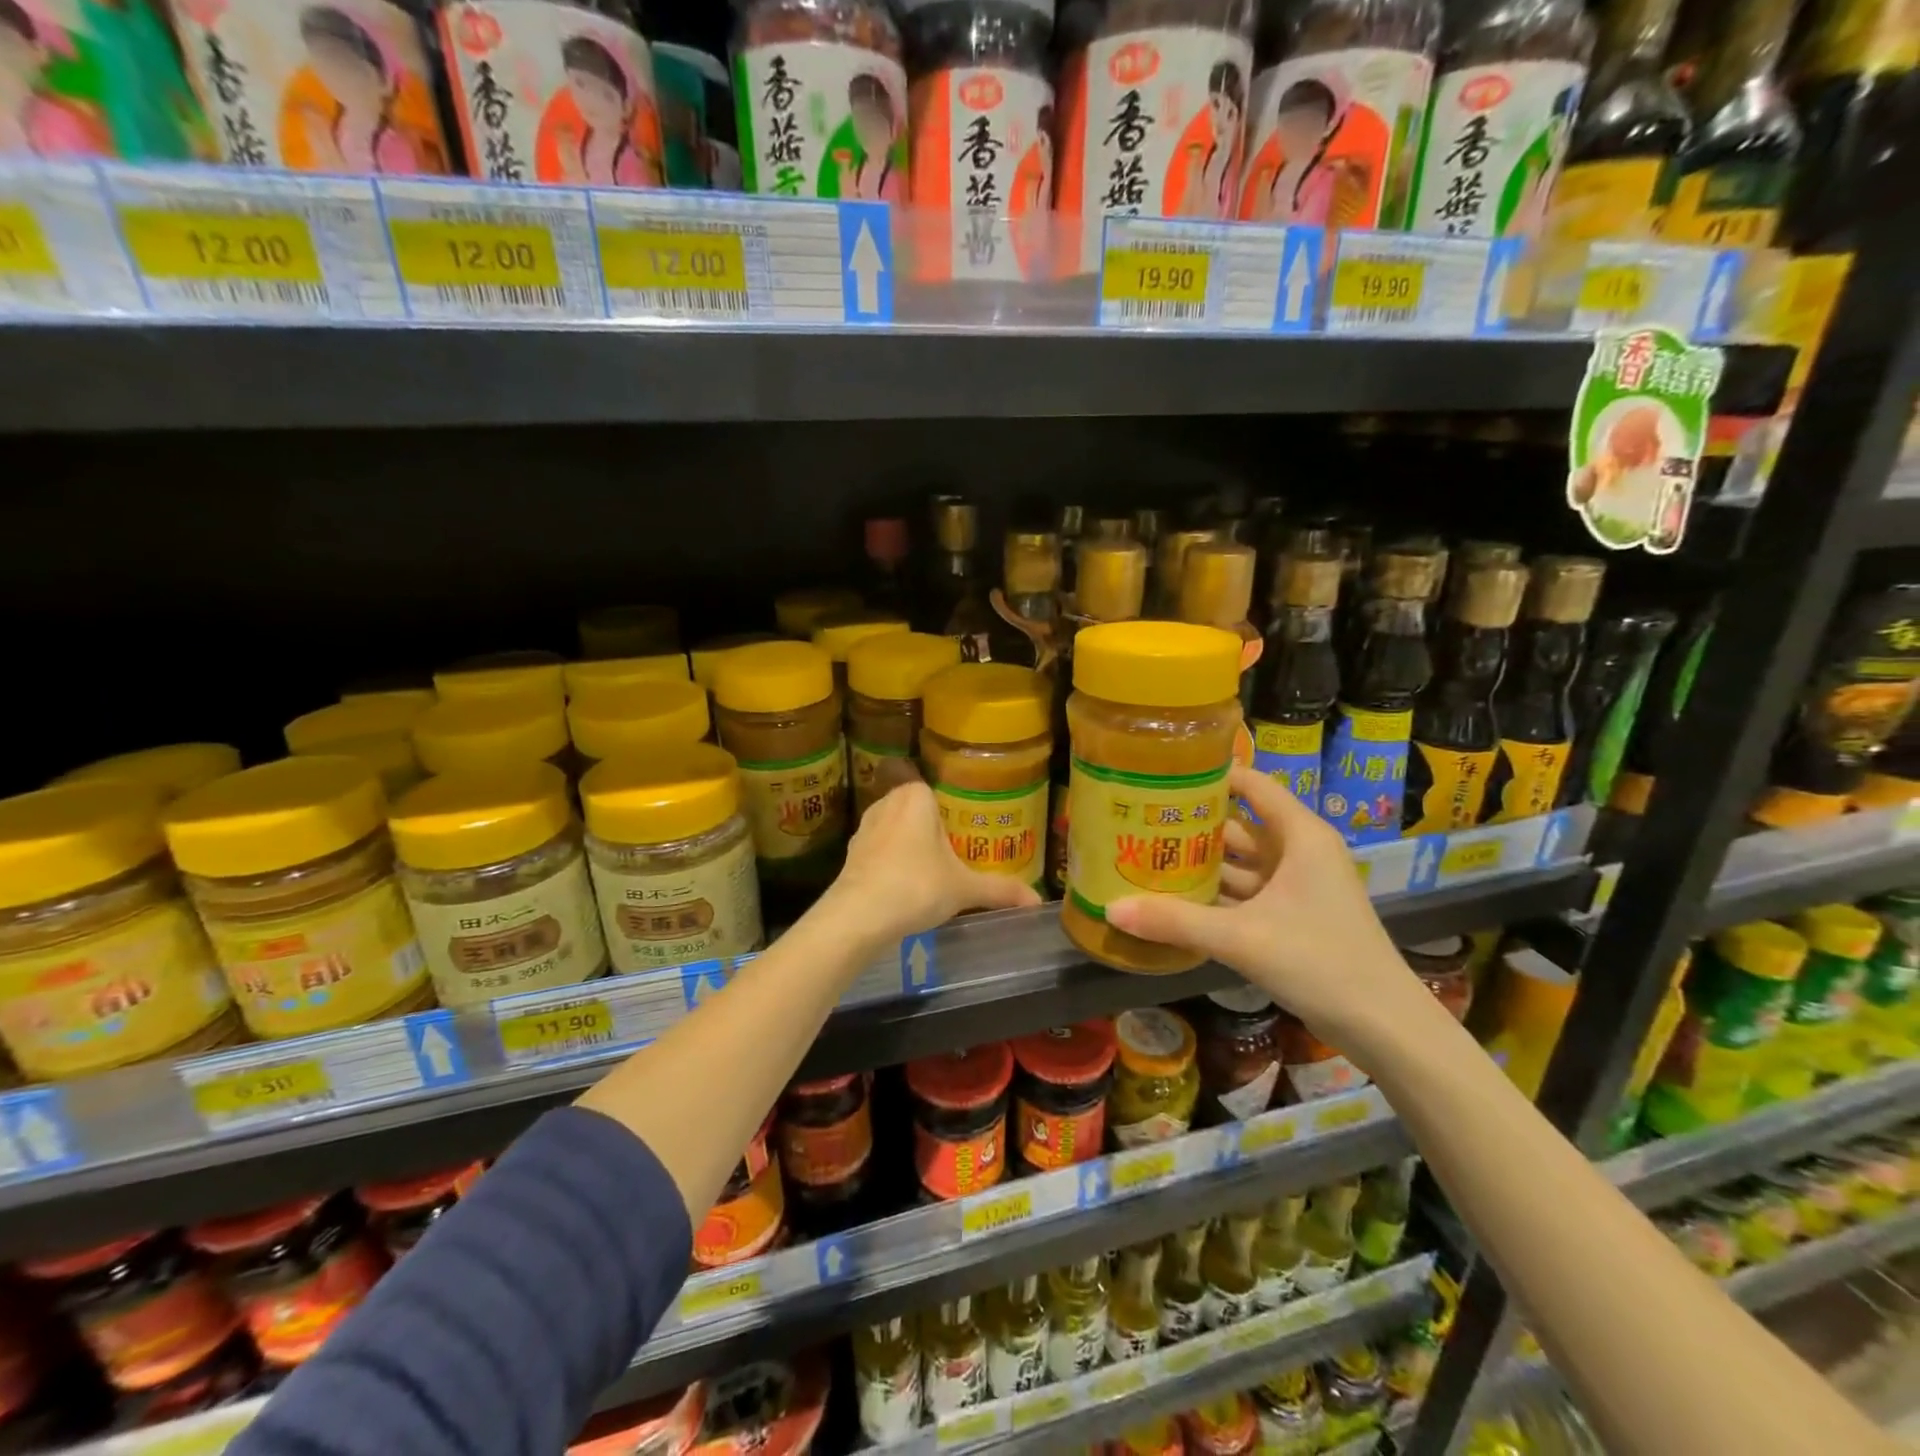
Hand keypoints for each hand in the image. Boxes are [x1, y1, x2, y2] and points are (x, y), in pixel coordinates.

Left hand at [816, 773, 1041, 949]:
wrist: (858, 916)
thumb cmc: (917, 886)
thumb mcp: (964, 889)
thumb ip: (1000, 889)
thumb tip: (1038, 900)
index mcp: (916, 796)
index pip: (939, 793)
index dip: (954, 814)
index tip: (967, 836)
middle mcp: (887, 802)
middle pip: (918, 812)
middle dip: (933, 832)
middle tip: (956, 856)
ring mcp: (865, 827)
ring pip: (896, 831)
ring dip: (910, 848)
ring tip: (931, 873)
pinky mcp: (851, 853)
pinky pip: (879, 851)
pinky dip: (891, 864)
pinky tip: (904, 887)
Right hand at [1105, 766, 1426, 1048]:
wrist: (1384, 1027)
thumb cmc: (1321, 961)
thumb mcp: (1242, 938)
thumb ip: (1176, 921)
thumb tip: (1111, 908)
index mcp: (1300, 836)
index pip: (1252, 785)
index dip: (1211, 774)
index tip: (1162, 773)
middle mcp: (1299, 853)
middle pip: (1238, 825)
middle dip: (1192, 824)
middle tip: (1139, 819)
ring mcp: (1296, 887)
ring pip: (1239, 864)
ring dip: (1199, 864)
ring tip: (1145, 856)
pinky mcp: (1291, 918)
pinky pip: (1243, 895)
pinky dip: (1213, 896)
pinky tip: (1173, 901)